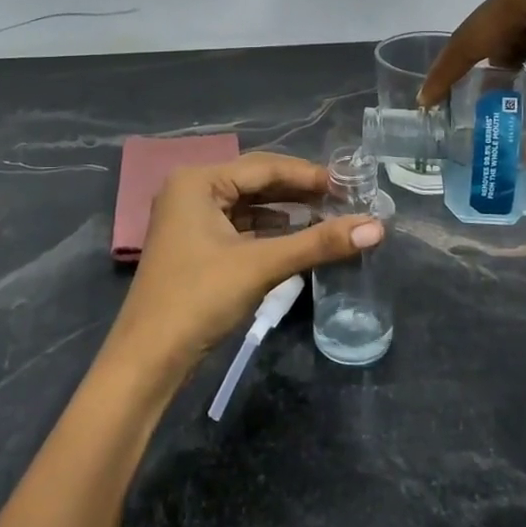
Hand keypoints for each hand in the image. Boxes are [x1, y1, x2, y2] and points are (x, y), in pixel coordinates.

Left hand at [111, 153, 384, 370]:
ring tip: (328, 216)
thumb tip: (377, 227)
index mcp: (197, 181)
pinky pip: (239, 227)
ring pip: (248, 206)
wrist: (147, 360)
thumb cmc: (199, 299)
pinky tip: (295, 237)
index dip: (308, 175)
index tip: (349, 184)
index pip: (264, 166)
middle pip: (255, 182)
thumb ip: (318, 243)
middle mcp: (190, 191)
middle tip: (344, 199)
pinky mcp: (194, 246)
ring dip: (285, 211)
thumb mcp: (261, 266)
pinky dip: (268, 231)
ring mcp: (189, 220)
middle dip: (298, 192)